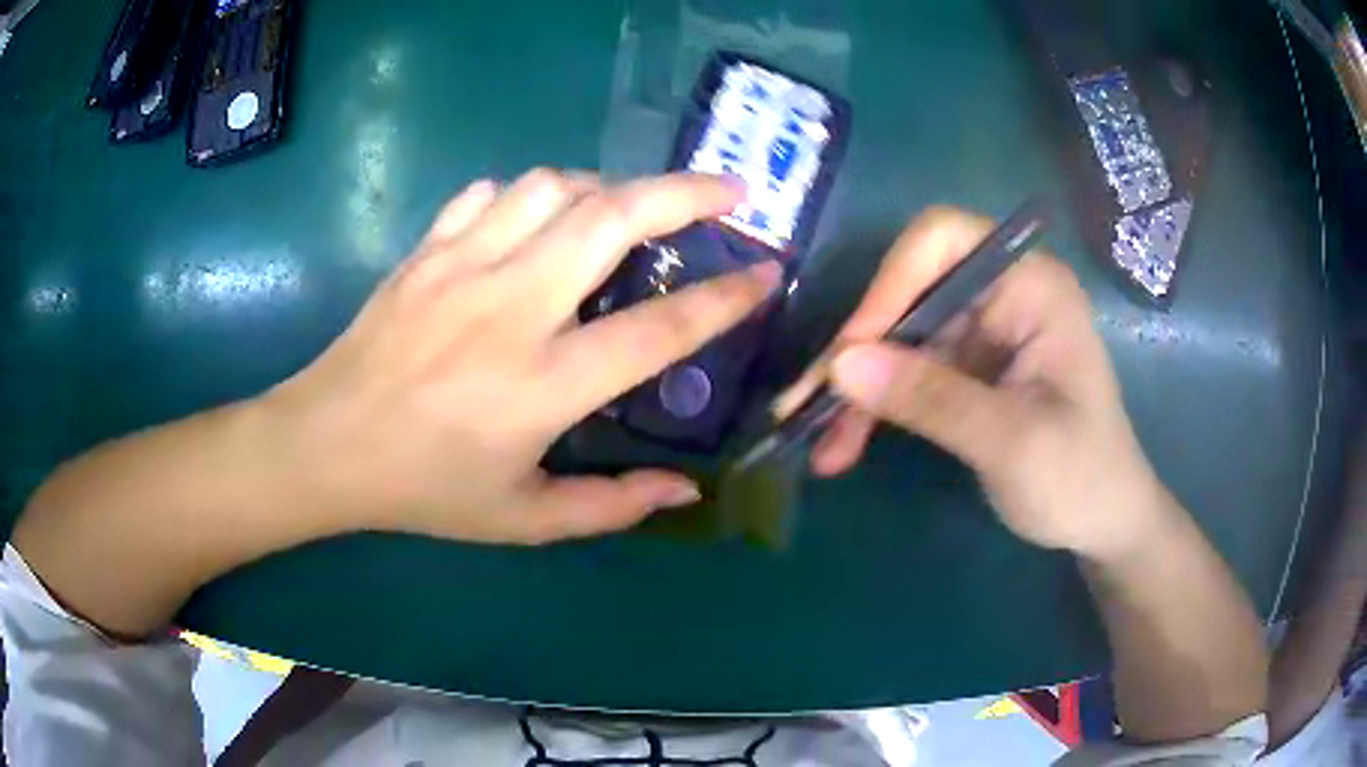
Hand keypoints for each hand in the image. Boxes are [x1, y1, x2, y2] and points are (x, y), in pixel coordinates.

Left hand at [263, 170, 779, 544]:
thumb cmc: (424, 489)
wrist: (327, 445)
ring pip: (553, 186)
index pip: (660, 328)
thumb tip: (685, 488)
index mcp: (544, 382)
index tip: (766, 273)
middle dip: (685, 193)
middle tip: (728, 191)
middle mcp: (513, 307)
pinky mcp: (427, 250)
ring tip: (626, 208)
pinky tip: (535, 220)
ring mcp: (463, 266)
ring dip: (605, 187)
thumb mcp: (523, 519)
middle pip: (614, 218)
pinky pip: (490, 193)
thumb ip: (611, 507)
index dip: (725, 298)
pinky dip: (528, 195)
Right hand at [779, 207, 1168, 561]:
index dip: (889, 284)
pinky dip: (874, 408)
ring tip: (821, 446)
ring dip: (856, 390)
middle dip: (859, 352)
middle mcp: (1002, 293)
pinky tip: (843, 446)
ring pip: (897, 338)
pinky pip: (905, 372)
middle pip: (909, 293)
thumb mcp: (1012, 443)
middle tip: (808, 408)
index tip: (851, 353)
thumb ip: (932, 399)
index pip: (942, 241)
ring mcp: (982, 330)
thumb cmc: (1080, 477)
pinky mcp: (967, 367)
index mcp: (1030, 284)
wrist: (1103, 522)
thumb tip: (840, 366)